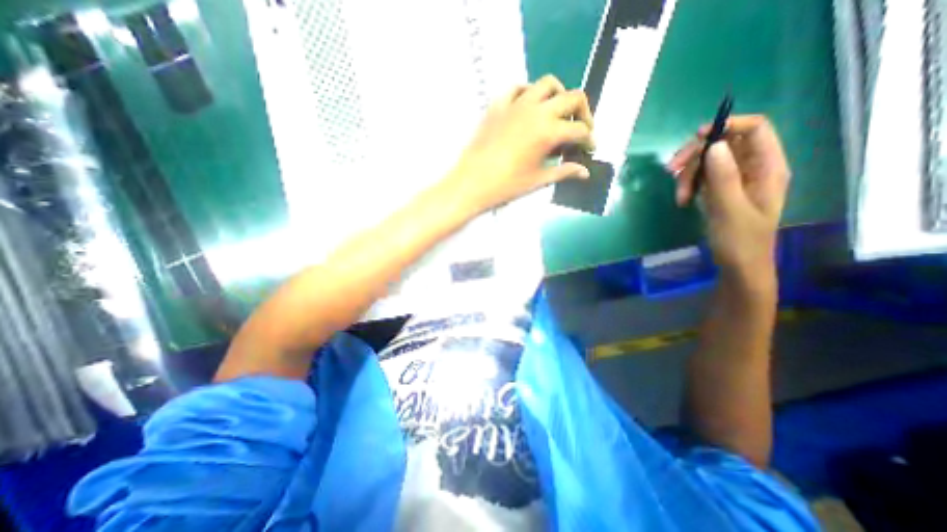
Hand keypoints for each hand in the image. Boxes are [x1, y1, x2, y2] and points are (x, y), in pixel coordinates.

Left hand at [443, 75, 588, 215]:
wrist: (472, 183)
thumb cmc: (506, 186)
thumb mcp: (538, 180)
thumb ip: (564, 171)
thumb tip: (585, 172)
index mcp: (548, 132)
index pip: (580, 129)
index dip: (589, 140)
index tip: (588, 149)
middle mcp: (536, 111)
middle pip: (572, 97)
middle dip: (583, 113)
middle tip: (579, 129)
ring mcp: (515, 105)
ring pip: (547, 84)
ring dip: (559, 95)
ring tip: (556, 113)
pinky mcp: (498, 105)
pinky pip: (517, 88)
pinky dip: (528, 93)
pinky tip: (528, 107)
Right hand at [664, 115, 792, 281]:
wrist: (738, 265)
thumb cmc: (740, 241)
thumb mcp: (730, 209)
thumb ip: (723, 177)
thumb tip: (715, 144)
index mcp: (767, 168)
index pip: (755, 129)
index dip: (728, 125)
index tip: (697, 137)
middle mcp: (752, 169)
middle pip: (723, 144)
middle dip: (695, 155)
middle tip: (671, 170)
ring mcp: (734, 180)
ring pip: (707, 162)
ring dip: (688, 175)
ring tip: (679, 197)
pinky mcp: (720, 191)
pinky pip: (702, 177)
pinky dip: (688, 185)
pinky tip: (682, 200)